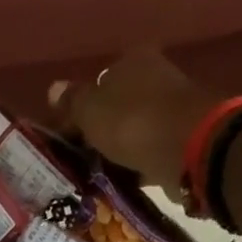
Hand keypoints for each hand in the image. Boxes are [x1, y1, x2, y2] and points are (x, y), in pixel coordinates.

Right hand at [47, 49, 215, 197]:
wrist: (188, 148)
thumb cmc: (133, 121)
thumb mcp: (91, 110)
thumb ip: (72, 101)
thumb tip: (53, 89)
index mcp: (132, 60)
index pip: (97, 83)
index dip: (79, 110)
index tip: (66, 138)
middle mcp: (154, 78)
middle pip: (116, 107)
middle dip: (99, 131)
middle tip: (80, 159)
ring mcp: (170, 109)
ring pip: (132, 131)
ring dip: (117, 151)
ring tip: (97, 175)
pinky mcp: (180, 139)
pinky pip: (147, 153)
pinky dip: (135, 166)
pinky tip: (121, 181)